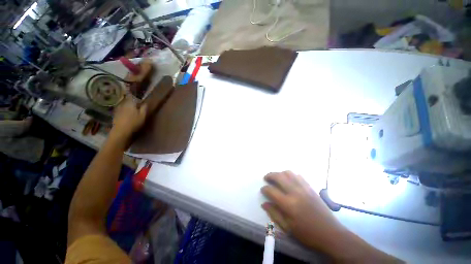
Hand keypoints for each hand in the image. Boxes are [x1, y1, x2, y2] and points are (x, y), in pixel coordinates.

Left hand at [110, 97, 147, 144]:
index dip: (136, 97)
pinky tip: (126, 116)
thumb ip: (144, 108)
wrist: (121, 131)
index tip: (139, 99)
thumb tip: (145, 102)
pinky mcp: (115, 115)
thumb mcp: (143, 115)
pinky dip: (124, 112)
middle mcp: (123, 104)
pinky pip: (121, 111)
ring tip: (132, 111)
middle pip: (128, 101)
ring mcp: (118, 110)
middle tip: (137, 105)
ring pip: (124, 106)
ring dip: (127, 107)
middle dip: (132, 102)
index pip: (132, 97)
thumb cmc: (134, 122)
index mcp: (130, 103)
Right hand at [261, 171, 345, 254]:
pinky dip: (291, 175)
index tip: (263, 190)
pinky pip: (298, 176)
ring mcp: (304, 188)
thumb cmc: (307, 234)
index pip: (271, 190)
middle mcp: (295, 192)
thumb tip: (264, 203)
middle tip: (266, 178)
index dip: (265, 189)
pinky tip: (289, 180)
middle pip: (279, 176)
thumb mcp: (288, 228)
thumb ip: (274, 214)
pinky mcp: (310, 188)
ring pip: (288, 173)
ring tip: (277, 178)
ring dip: (280, 173)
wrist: (331, 234)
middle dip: (270, 175)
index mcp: (288, 204)